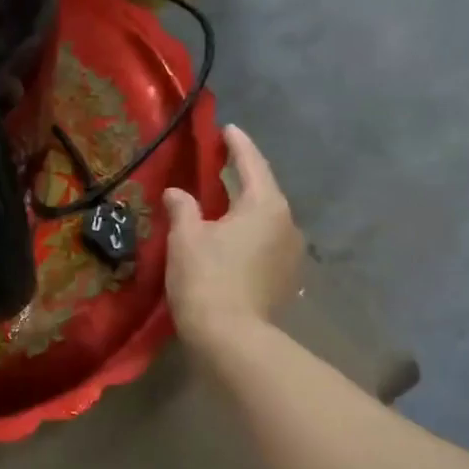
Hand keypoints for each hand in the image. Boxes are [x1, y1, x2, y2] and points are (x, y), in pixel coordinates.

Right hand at [163, 125, 302, 346]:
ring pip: (267, 219)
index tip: (227, 129)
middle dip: (243, 176)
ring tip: (222, 204)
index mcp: (265, 205)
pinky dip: (250, 233)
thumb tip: (177, 193)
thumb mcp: (187, 237)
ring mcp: (292, 253)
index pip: (252, 163)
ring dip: (246, 208)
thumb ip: (183, 208)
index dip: (237, 144)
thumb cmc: (207, 279)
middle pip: (264, 190)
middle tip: (219, 165)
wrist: (232, 339)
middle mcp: (287, 223)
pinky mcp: (286, 278)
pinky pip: (268, 242)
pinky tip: (232, 239)